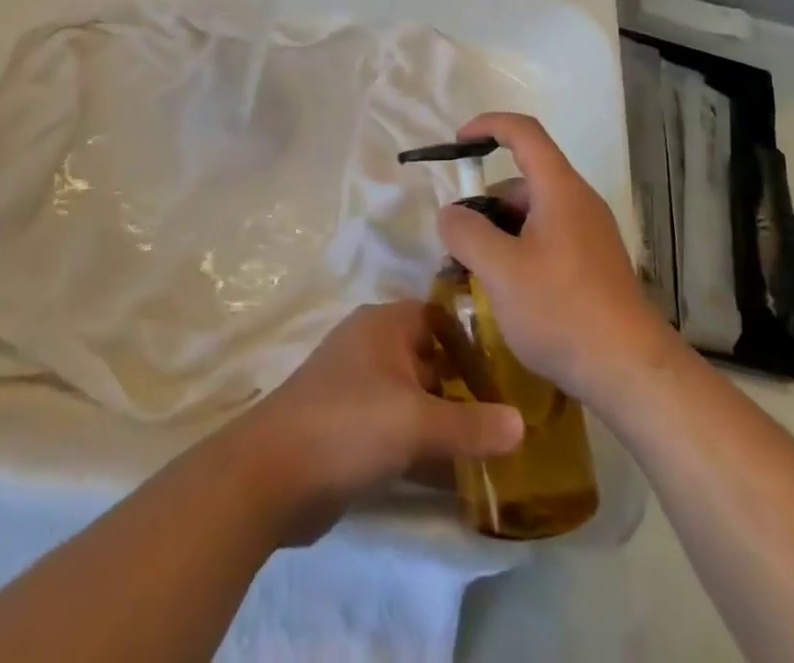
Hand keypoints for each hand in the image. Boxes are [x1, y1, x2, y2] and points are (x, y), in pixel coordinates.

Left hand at [229, 301, 524, 543]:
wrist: (269, 476)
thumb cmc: (347, 425)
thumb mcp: (416, 423)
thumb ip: (472, 425)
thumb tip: (523, 424)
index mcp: (384, 325)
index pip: (441, 316)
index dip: (476, 336)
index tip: (515, 362)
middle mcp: (372, 348)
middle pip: (432, 358)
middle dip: (469, 384)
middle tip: (517, 409)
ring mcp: (359, 389)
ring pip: (418, 398)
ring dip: (450, 420)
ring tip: (500, 444)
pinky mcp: (351, 430)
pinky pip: (400, 431)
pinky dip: (426, 448)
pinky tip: (462, 477)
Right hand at [437, 112, 677, 410]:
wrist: (631, 371)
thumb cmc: (561, 310)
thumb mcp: (500, 270)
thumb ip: (466, 232)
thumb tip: (450, 213)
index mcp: (559, 188)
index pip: (523, 132)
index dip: (487, 126)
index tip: (456, 144)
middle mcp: (577, 202)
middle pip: (520, 182)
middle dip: (482, 205)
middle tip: (455, 244)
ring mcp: (588, 234)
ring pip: (531, 216)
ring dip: (497, 235)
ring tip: (472, 276)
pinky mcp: (592, 264)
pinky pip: (545, 241)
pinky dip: (518, 253)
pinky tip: (504, 293)